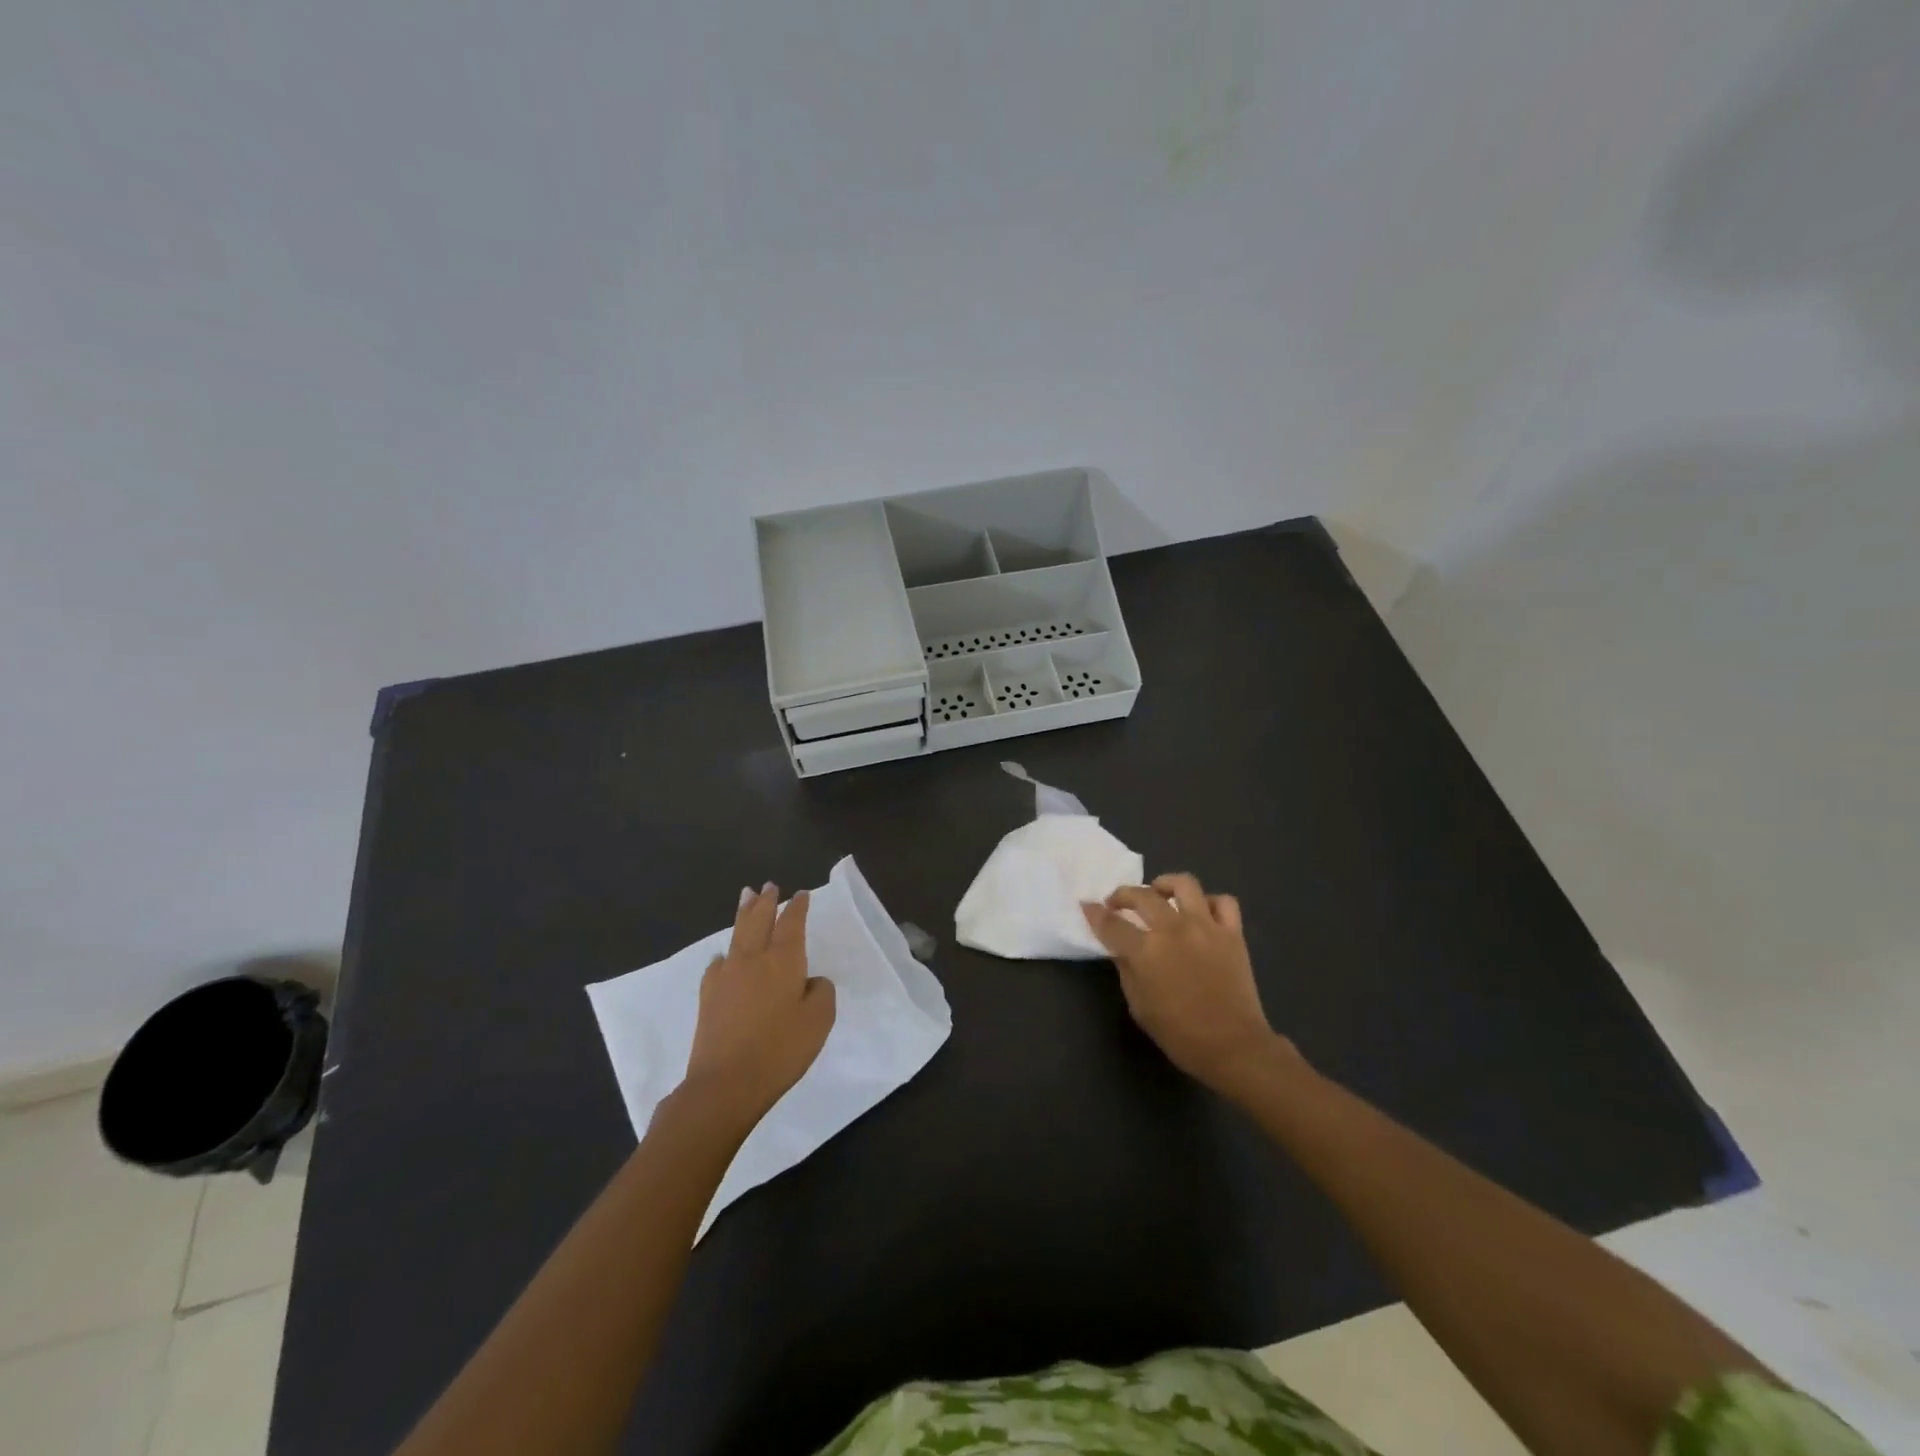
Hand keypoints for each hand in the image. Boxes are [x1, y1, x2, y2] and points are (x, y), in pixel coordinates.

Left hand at [681, 884, 836, 1129]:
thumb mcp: (819, 1021)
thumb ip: (821, 993)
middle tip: (769, 885)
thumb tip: (811, 981)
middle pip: (760, 920)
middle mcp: (753, 959)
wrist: (726, 1083)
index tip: (802, 894)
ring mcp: (727, 975)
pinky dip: (725, 952)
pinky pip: (718, 962)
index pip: (792, 924)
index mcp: (784, 961)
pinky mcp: (708, 995)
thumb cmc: (780, 1050)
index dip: (798, 907)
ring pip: (737, 934)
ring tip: (746, 896)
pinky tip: (724, 955)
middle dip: (766, 901)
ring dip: (744, 913)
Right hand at [1081, 873, 1297, 1102]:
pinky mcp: (1232, 933)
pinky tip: (1201, 912)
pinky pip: (1223, 902)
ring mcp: (1205, 926)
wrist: (1233, 1046)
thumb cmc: (1180, 1034)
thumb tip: (1122, 949)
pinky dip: (1210, 902)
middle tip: (1117, 902)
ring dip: (1166, 884)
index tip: (1087, 906)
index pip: (1111, 923)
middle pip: (1142, 896)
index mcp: (1145, 951)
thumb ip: (1127, 971)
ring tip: (1159, 893)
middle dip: (1123, 894)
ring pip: (1184, 884)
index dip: (1094, 913)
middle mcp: (1173, 929)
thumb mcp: (1139, 1006)